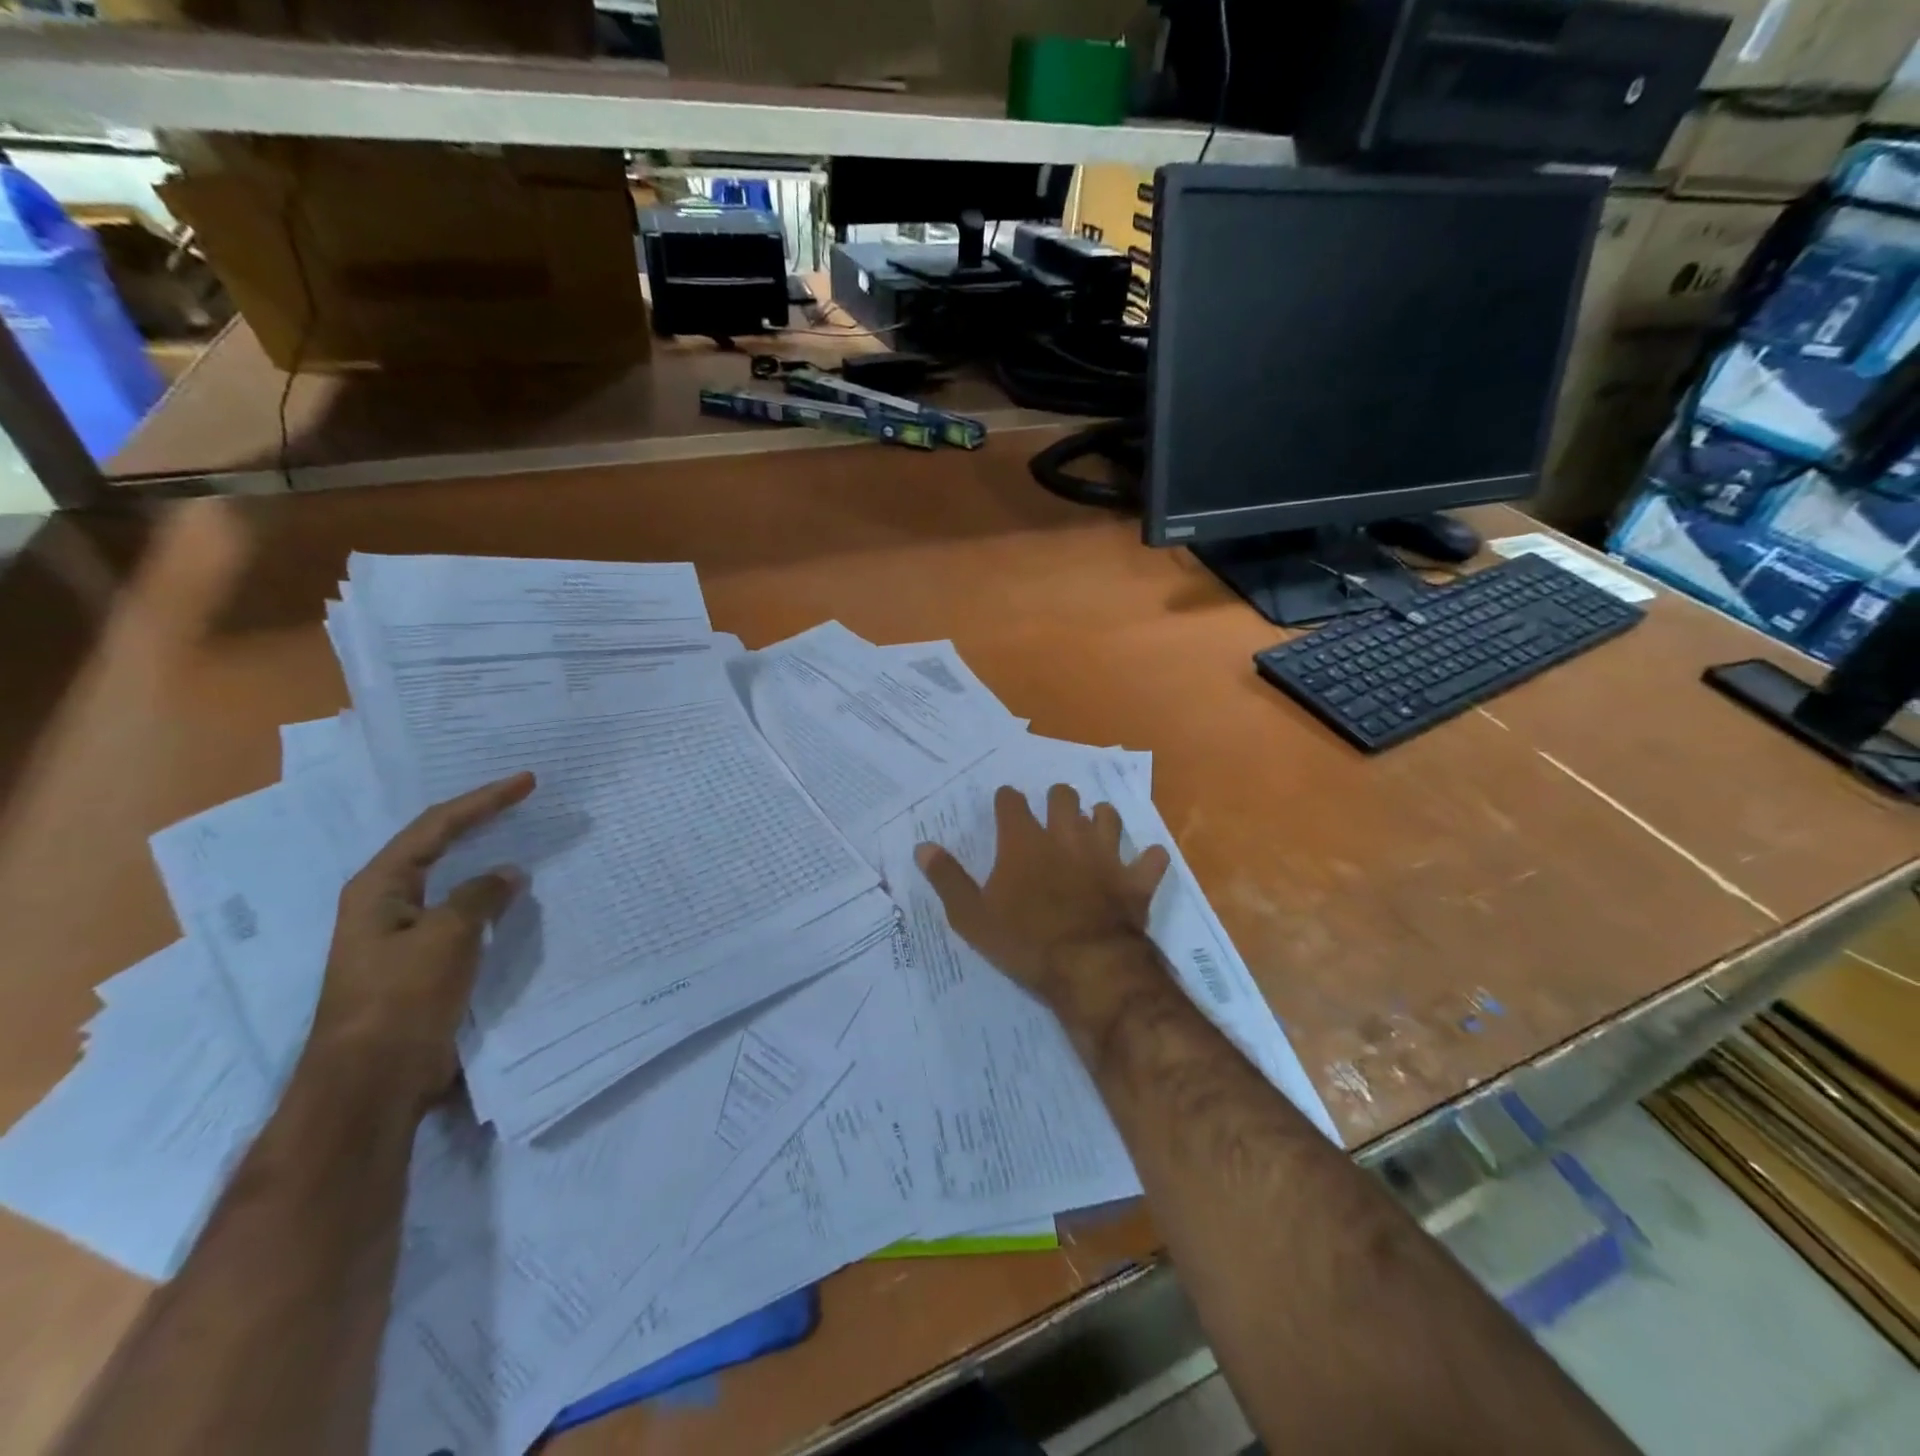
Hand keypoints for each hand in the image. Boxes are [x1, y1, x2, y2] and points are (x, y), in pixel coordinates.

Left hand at [304, 771, 535, 1113]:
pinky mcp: (423, 963)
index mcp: (379, 887)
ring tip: (522, 838)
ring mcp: (403, 934)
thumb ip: (480, 896)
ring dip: (485, 858)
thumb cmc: (402, 998)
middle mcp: (386, 903)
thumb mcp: (447, 936)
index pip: (436, 827)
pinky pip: (463, 914)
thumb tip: (507, 874)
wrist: (373, 1080)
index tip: (527, 782)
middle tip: (523, 799)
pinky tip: (513, 896)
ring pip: (452, 881)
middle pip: (438, 846)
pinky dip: (490, 898)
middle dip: (481, 820)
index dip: (484, 801)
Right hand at [915, 783, 1170, 1008]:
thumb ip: (947, 878)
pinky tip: (1144, 863)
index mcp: (1024, 841)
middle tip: (1053, 813)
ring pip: (1108, 817)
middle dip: (1058, 799)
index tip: (1005, 805)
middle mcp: (1066, 836)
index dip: (1007, 800)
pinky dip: (1148, 860)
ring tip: (1094, 827)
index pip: (1012, 802)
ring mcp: (1105, 855)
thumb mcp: (971, 916)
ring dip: (1100, 819)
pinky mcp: (1135, 880)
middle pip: (1064, 797)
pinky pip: (1151, 859)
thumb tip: (923, 846)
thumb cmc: (1023, 941)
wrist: (1087, 968)